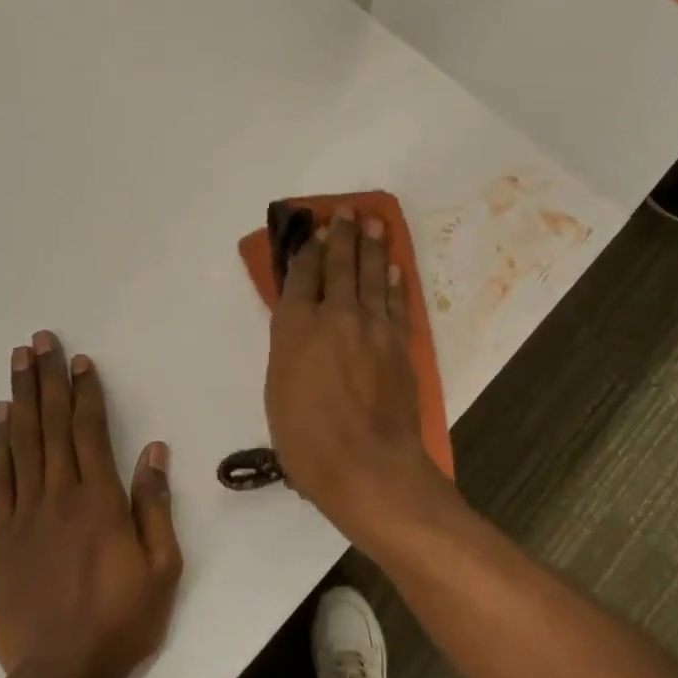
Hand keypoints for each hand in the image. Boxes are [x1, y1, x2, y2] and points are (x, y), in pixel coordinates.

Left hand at [0, 331, 182, 677]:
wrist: (60, 674)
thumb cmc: (122, 620)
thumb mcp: (162, 566)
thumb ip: (154, 505)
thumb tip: (154, 451)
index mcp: (100, 500)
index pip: (90, 431)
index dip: (86, 393)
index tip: (80, 360)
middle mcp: (59, 496)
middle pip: (52, 425)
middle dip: (48, 379)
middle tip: (39, 341)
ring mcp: (25, 515)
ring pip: (22, 443)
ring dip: (21, 399)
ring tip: (18, 363)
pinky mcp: (2, 537)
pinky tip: (1, 419)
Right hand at [265, 210, 447, 537]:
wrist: (369, 466)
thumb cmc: (308, 441)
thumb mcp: (278, 393)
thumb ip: (289, 351)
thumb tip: (300, 327)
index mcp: (296, 327)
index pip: (302, 276)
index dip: (307, 250)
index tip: (312, 229)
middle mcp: (335, 316)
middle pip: (339, 266)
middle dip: (342, 235)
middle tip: (346, 211)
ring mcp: (372, 327)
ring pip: (372, 276)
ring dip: (372, 247)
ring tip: (373, 223)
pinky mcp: (399, 345)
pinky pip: (396, 302)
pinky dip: (394, 282)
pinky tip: (394, 268)